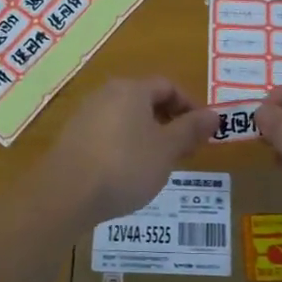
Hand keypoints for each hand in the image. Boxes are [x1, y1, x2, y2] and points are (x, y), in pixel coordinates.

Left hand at [41, 77, 218, 226]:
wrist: (66, 194)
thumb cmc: (125, 166)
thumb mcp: (167, 149)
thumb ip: (191, 129)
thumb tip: (215, 114)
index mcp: (132, 89)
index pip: (168, 86)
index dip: (190, 107)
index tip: (202, 133)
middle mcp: (106, 94)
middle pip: (145, 100)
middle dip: (169, 123)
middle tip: (184, 151)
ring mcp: (85, 115)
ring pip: (126, 118)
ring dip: (148, 136)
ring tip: (158, 165)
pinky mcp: (72, 138)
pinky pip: (108, 134)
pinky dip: (125, 146)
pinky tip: (128, 173)